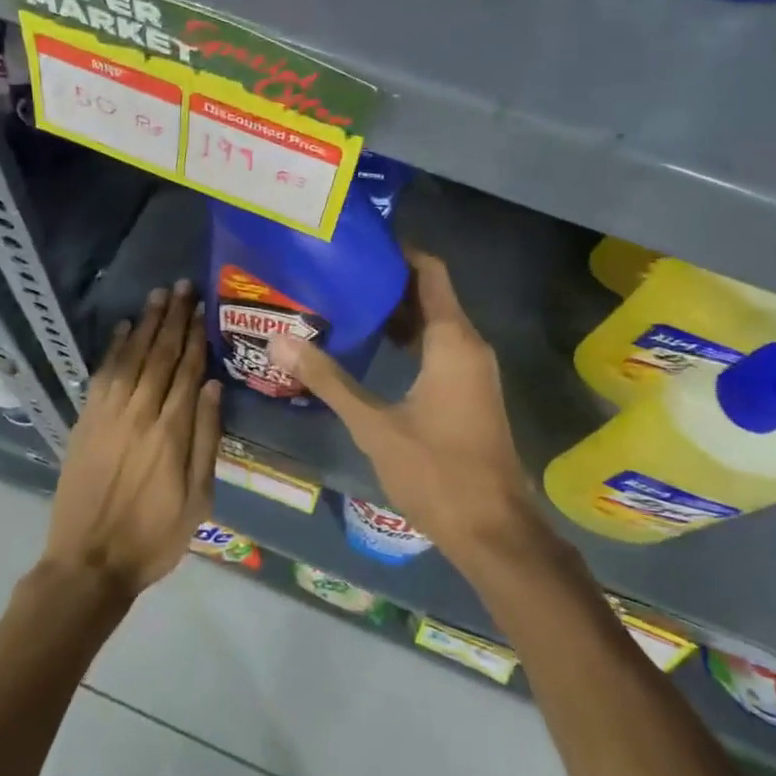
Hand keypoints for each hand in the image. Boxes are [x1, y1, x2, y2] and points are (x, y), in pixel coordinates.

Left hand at [41, 281, 222, 597]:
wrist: (89, 564)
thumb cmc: (154, 536)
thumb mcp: (198, 498)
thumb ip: (207, 439)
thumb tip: (213, 387)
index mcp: (172, 431)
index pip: (187, 370)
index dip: (195, 335)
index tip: (202, 307)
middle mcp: (140, 413)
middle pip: (160, 354)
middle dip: (173, 318)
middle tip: (182, 286)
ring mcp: (108, 415)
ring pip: (131, 357)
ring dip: (145, 324)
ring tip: (158, 295)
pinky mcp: (85, 422)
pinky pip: (102, 375)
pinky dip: (113, 349)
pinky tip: (122, 328)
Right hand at [267, 250, 543, 566]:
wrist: (494, 531)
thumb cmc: (437, 471)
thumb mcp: (375, 425)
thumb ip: (329, 379)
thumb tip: (280, 341)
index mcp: (452, 340)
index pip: (430, 271)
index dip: (399, 252)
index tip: (359, 244)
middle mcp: (469, 345)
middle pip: (431, 294)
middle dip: (388, 283)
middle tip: (339, 274)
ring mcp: (473, 370)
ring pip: (435, 324)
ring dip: (397, 314)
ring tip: (347, 305)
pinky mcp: (470, 393)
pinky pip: (440, 348)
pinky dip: (410, 341)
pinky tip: (373, 350)